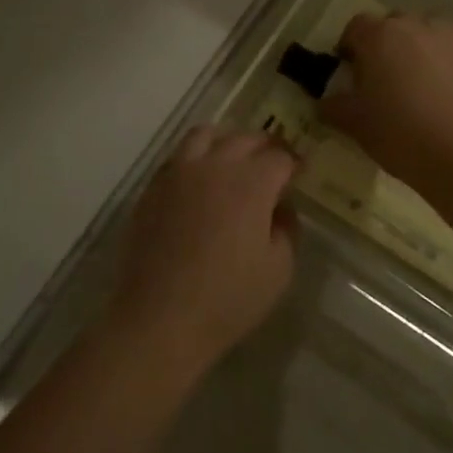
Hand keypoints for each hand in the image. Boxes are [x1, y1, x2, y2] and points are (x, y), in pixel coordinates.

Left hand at [110, 128, 297, 366]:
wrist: (159, 317)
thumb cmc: (227, 298)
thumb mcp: (278, 270)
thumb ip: (287, 229)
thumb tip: (281, 207)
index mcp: (251, 183)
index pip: (279, 157)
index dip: (294, 163)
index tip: (300, 173)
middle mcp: (215, 166)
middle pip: (244, 138)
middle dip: (265, 147)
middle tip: (273, 163)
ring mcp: (179, 173)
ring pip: (205, 135)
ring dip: (226, 140)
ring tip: (233, 159)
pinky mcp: (153, 187)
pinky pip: (178, 156)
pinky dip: (196, 157)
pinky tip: (200, 180)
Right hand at [320, 14, 452, 215]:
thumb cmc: (405, 137)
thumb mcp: (358, 127)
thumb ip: (336, 107)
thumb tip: (325, 102)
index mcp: (382, 37)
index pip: (356, 27)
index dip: (350, 47)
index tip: (351, 72)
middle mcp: (420, 25)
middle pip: (396, 26)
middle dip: (387, 46)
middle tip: (386, 82)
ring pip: (431, 36)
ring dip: (422, 53)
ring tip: (424, 90)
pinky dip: (451, 68)